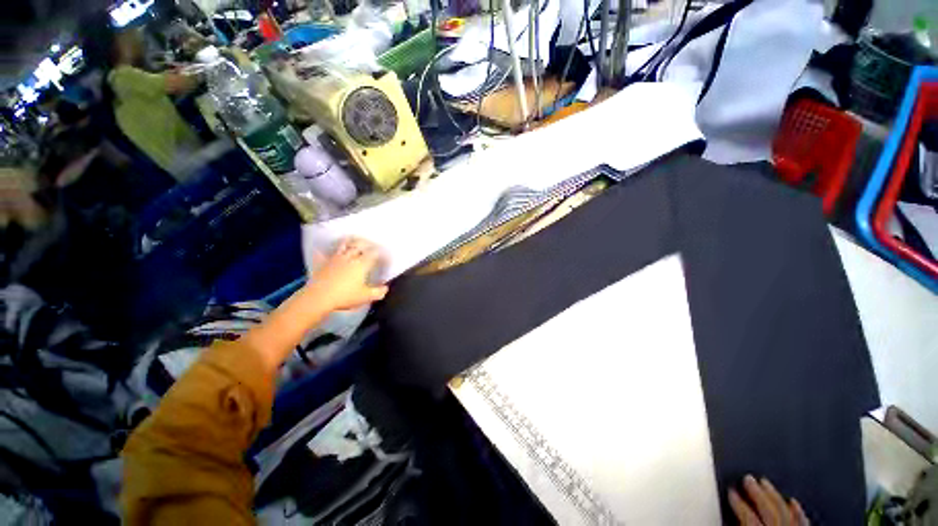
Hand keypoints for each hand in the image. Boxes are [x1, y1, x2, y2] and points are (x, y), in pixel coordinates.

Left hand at [306, 237, 388, 311]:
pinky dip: (324, 251)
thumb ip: (378, 292)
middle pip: (360, 246)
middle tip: (371, 244)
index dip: (380, 253)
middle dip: (367, 244)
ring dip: (350, 242)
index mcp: (362, 264)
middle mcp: (350, 258)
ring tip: (353, 240)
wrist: (319, 297)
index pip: (374, 254)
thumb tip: (385, 288)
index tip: (384, 254)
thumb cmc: (345, 296)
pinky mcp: (323, 263)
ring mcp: (335, 259)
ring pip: (344, 246)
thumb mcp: (366, 297)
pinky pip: (323, 254)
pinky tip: (322, 249)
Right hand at [728, 475, 808, 525]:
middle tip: (747, 477)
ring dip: (774, 495)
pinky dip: (798, 510)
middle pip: (770, 509)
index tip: (730, 490)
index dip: (738, 502)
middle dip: (757, 492)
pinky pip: (804, 520)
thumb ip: (741, 524)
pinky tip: (793, 500)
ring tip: (764, 481)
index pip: (749, 516)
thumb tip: (729, 513)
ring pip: (785, 510)